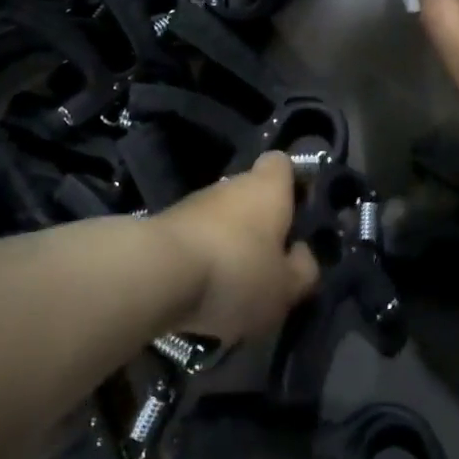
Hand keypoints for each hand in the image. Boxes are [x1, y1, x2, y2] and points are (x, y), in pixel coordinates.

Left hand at [155, 153, 318, 341]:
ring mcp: (194, 203)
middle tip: (271, 265)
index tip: (300, 214)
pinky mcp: (166, 227)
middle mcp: (230, 185)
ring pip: (223, 220)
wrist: (155, 274)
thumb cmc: (236, 271)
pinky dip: (204, 260)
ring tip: (237, 288)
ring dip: (231, 245)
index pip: (283, 164)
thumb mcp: (285, 287)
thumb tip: (301, 255)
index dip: (293, 184)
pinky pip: (197, 240)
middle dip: (261, 226)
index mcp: (267, 187)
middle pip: (252, 196)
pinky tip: (205, 293)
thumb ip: (302, 270)